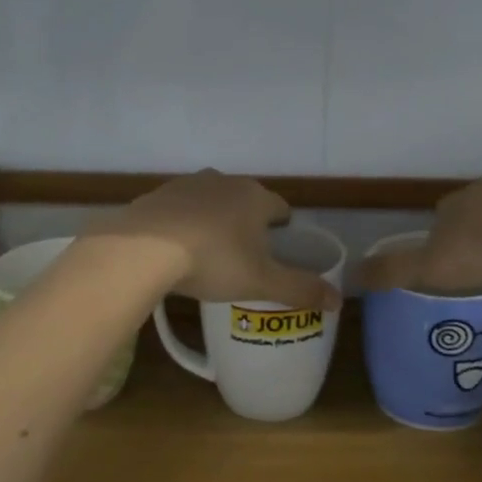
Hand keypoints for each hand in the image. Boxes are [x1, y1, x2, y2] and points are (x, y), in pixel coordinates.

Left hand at [89, 170, 340, 309]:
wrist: (142, 249)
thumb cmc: (213, 261)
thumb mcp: (262, 282)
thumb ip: (301, 289)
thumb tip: (339, 299)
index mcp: (255, 197)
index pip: (280, 207)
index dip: (283, 228)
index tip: (278, 249)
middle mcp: (224, 181)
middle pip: (245, 201)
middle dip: (248, 223)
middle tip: (245, 257)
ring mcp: (187, 184)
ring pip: (211, 201)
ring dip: (215, 220)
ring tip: (210, 253)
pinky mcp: (157, 195)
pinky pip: (180, 209)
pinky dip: (184, 224)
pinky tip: (176, 249)